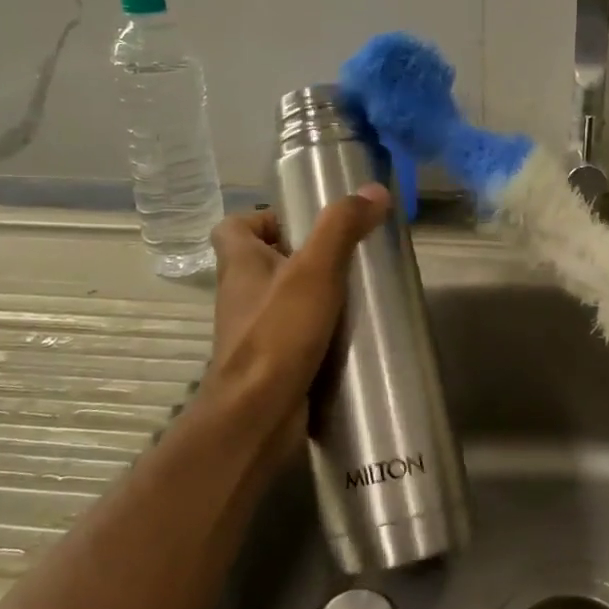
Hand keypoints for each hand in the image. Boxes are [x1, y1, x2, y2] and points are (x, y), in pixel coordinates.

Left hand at [203, 185, 391, 459]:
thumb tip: (375, 190)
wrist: (256, 417)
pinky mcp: (270, 362)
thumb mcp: (315, 271)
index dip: (264, 218)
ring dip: (312, 294)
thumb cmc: (278, 335)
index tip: (304, 223)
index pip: (233, 227)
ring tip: (356, 292)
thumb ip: (342, 228)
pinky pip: (293, 334)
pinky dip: (317, 330)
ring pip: (281, 300)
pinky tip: (350, 333)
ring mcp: (253, 332)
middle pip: (264, 262)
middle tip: (345, 256)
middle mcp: (240, 295)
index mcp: (240, 265)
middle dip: (302, 255)